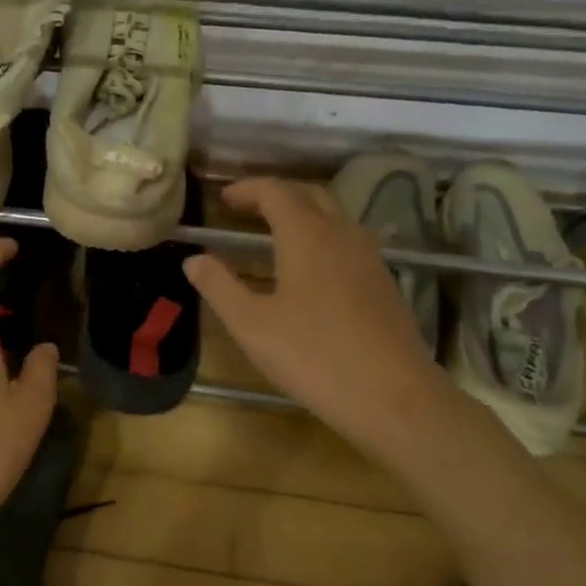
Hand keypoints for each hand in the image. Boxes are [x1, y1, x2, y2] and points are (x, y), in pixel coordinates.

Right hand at [183, 178, 443, 454]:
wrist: (393, 396)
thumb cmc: (313, 356)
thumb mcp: (251, 325)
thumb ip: (219, 286)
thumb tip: (193, 259)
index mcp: (306, 235)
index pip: (275, 191)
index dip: (247, 189)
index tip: (222, 199)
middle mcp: (342, 234)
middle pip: (309, 195)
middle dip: (275, 195)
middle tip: (246, 210)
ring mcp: (369, 257)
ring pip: (335, 217)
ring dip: (303, 214)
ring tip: (275, 235)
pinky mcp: (384, 282)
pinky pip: (349, 242)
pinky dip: (323, 238)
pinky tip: (313, 269)